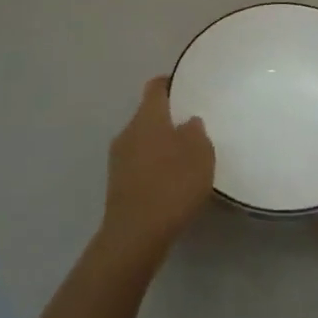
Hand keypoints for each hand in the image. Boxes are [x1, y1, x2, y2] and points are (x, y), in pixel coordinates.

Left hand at [101, 76, 214, 269]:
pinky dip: (153, 166)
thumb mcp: (200, 154)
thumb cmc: (173, 184)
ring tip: (184, 157)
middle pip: (148, 115)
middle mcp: (128, 131)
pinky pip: (139, 163)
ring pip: (142, 140)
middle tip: (193, 127)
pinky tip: (170, 181)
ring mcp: (118, 158)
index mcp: (147, 117)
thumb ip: (196, 132)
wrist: (136, 234)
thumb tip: (188, 122)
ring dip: (160, 144)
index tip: (186, 85)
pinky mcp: (117, 183)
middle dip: (168, 119)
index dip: (170, 83)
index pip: (156, 88)